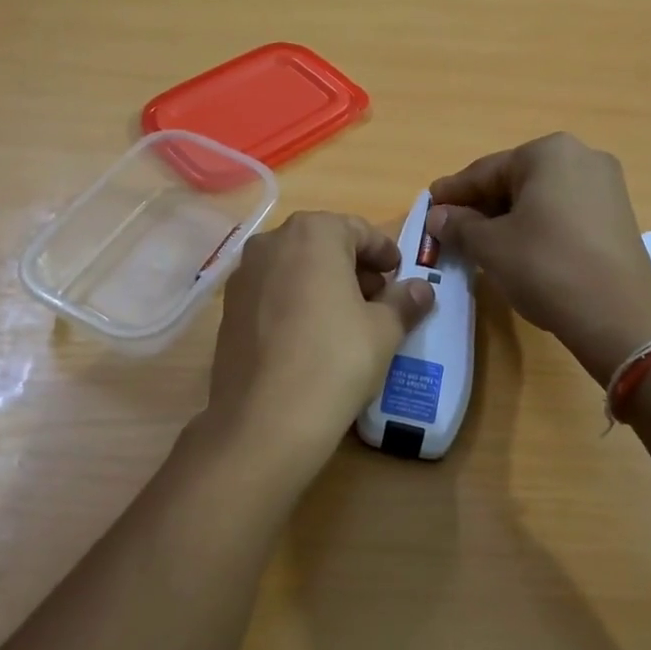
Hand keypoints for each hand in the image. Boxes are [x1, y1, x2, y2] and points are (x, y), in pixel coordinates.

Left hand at [202, 211, 434, 478]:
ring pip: (294, 267)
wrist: (266, 419)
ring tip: (347, 319)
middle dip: (353, 266)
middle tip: (377, 297)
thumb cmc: (336, 359)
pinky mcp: (228, 310)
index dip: (384, 252)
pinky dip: (295, 301)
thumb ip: (405, 301)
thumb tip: (422, 289)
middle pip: (322, 244)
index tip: (399, 274)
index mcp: (313, 233)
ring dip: (323, 283)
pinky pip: (272, 292)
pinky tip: (311, 336)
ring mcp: (243, 276)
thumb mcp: (384, 330)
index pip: (358, 229)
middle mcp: (271, 243)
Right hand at [428, 134, 650, 383]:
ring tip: (478, 242)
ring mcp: (605, 186)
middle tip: (450, 227)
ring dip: (507, 217)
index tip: (429, 204)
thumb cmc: (545, 266)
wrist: (618, 315)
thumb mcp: (491, 246)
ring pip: (539, 197)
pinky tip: (517, 249)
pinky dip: (535, 226)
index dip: (453, 192)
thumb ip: (459, 225)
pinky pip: (562, 213)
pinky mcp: (616, 216)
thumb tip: (438, 216)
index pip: (485, 170)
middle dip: (481, 205)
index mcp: (548, 152)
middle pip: (515, 180)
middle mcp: (581, 157)